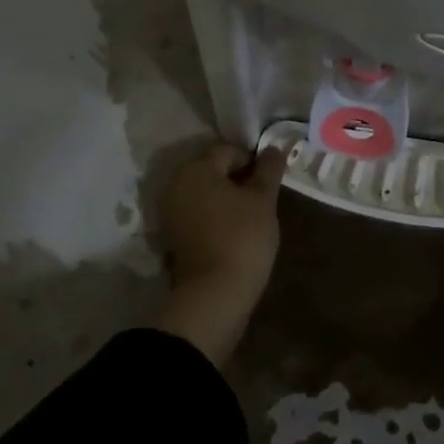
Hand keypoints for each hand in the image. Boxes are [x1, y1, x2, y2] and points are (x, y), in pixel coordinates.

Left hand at [160, 142, 286, 299]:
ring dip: (227, 198)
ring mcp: (170, 212)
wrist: (214, 295)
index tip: (270, 182)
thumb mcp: (263, 199)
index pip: (229, 150)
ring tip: (251, 216)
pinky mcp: (172, 236)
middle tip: (263, 198)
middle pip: (213, 170)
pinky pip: (198, 214)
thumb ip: (269, 169)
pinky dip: (215, 216)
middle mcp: (176, 184)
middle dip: (238, 179)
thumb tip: (273, 149)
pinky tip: (234, 231)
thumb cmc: (242, 237)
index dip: (253, 161)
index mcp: (196, 169)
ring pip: (205, 193)